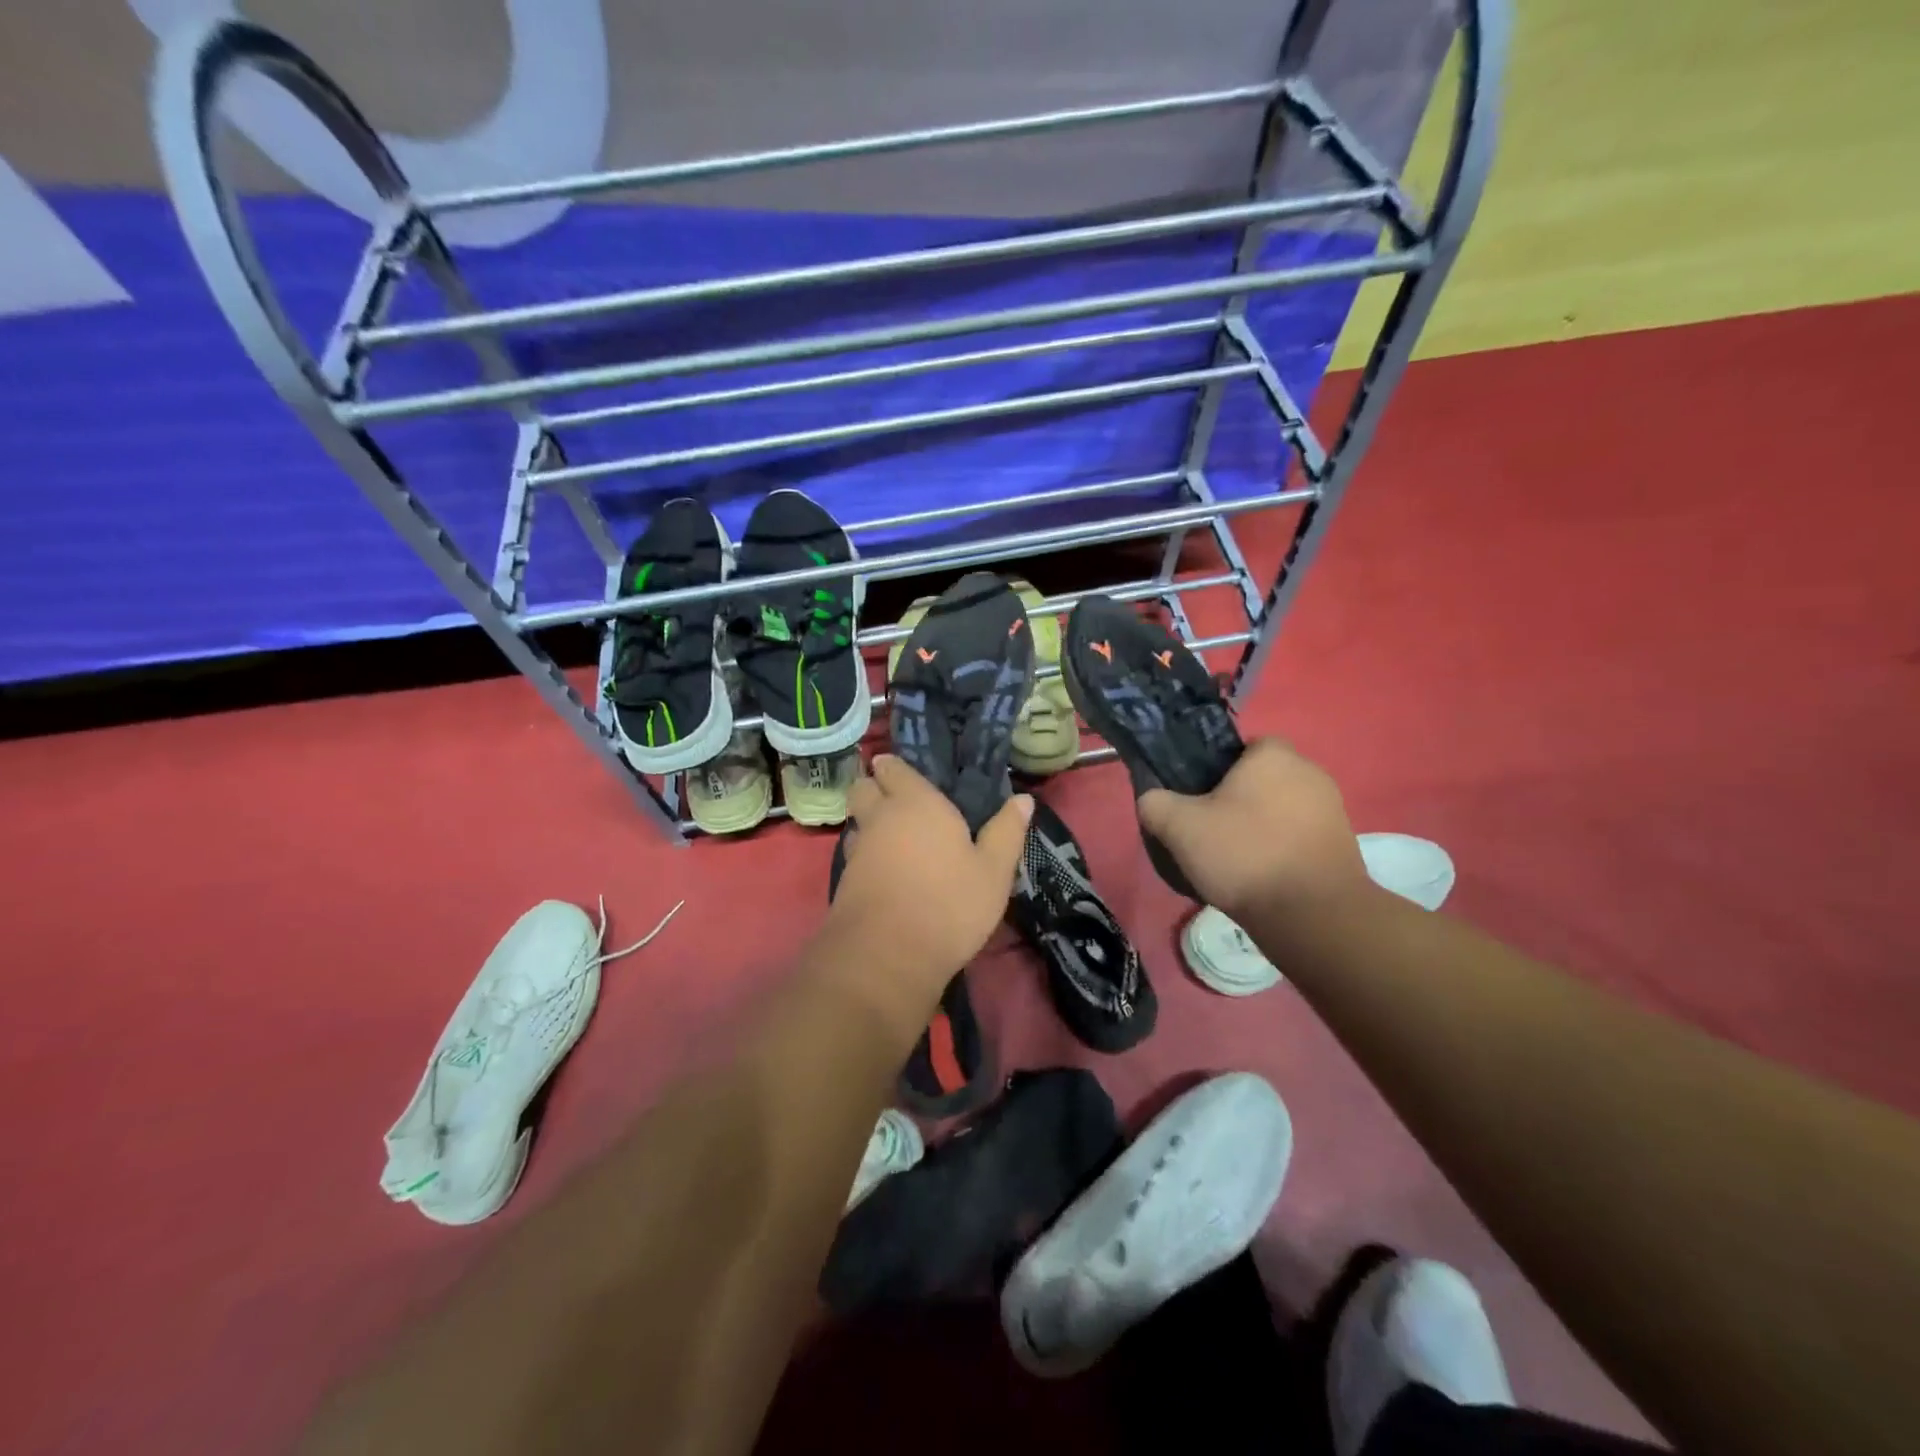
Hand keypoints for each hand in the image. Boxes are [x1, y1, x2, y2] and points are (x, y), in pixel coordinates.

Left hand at [827, 754, 1032, 990]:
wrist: (888, 955)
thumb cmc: (950, 903)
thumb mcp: (994, 871)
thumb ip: (1006, 831)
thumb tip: (1023, 799)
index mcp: (917, 802)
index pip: (894, 769)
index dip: (896, 768)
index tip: (904, 772)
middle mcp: (881, 817)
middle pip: (864, 788)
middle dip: (874, 788)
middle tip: (898, 803)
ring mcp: (858, 849)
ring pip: (857, 822)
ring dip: (869, 823)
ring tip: (894, 839)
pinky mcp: (845, 881)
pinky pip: (855, 854)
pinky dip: (867, 855)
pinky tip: (887, 872)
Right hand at [1138, 736, 1369, 923]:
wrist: (1311, 914)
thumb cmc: (1244, 854)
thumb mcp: (1179, 827)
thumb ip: (1155, 803)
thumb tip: (1153, 800)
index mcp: (1273, 755)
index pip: (1241, 747)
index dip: (1216, 770)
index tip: (1199, 799)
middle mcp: (1310, 772)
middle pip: (1261, 779)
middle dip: (1238, 800)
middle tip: (1211, 831)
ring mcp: (1332, 808)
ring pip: (1281, 809)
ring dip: (1261, 827)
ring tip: (1237, 861)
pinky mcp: (1343, 843)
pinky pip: (1300, 836)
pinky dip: (1282, 850)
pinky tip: (1263, 877)